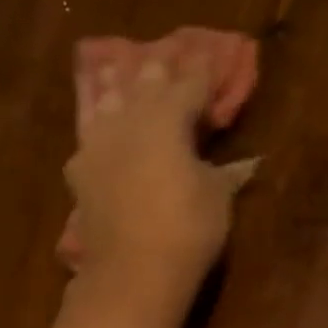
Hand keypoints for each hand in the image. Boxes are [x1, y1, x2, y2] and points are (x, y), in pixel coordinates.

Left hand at [59, 28, 260, 300]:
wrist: (131, 272)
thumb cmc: (186, 231)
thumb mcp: (217, 200)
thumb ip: (228, 174)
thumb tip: (249, 163)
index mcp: (169, 115)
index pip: (191, 83)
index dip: (204, 71)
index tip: (213, 56)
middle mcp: (129, 116)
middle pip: (146, 81)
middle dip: (160, 69)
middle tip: (167, 55)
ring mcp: (98, 141)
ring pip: (107, 98)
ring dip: (118, 83)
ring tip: (119, 67)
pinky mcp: (79, 170)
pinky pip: (86, 132)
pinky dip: (94, 121)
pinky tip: (95, 122)